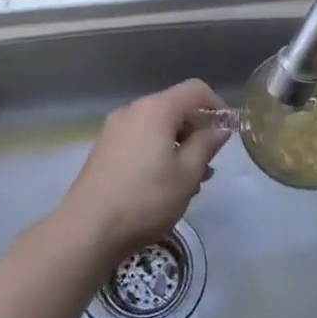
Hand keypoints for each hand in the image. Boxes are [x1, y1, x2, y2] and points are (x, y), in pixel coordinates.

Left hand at [58, 79, 229, 256]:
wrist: (88, 228)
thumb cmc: (146, 198)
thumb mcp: (187, 174)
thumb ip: (207, 145)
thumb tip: (220, 129)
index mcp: (156, 109)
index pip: (195, 89)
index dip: (217, 105)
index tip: (228, 132)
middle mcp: (133, 110)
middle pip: (175, 107)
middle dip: (197, 131)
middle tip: (209, 164)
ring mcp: (114, 129)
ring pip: (158, 127)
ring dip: (179, 146)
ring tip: (190, 181)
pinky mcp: (104, 148)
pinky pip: (141, 139)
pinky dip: (158, 152)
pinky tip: (164, 184)